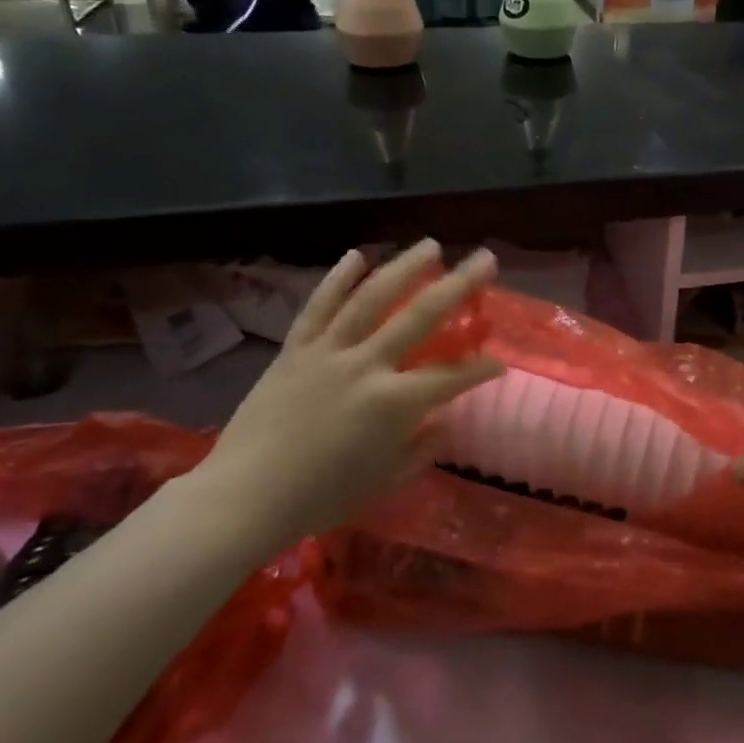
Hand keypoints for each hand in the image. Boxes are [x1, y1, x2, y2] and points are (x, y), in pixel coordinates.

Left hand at [200, 240, 501, 548]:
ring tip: (431, 245)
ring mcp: (328, 351)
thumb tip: (443, 424)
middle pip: (421, 317)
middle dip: (459, 286)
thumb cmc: (320, 496)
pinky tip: (358, 254)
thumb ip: (421, 451)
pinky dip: (338, 279)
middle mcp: (366, 365)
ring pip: (372, 299)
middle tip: (486, 259)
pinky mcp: (296, 349)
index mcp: (394, 403)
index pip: (450, 377)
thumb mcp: (384, 482)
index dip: (480, 368)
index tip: (499, 362)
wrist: (243, 496)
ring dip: (405, 268)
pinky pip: (319, 306)